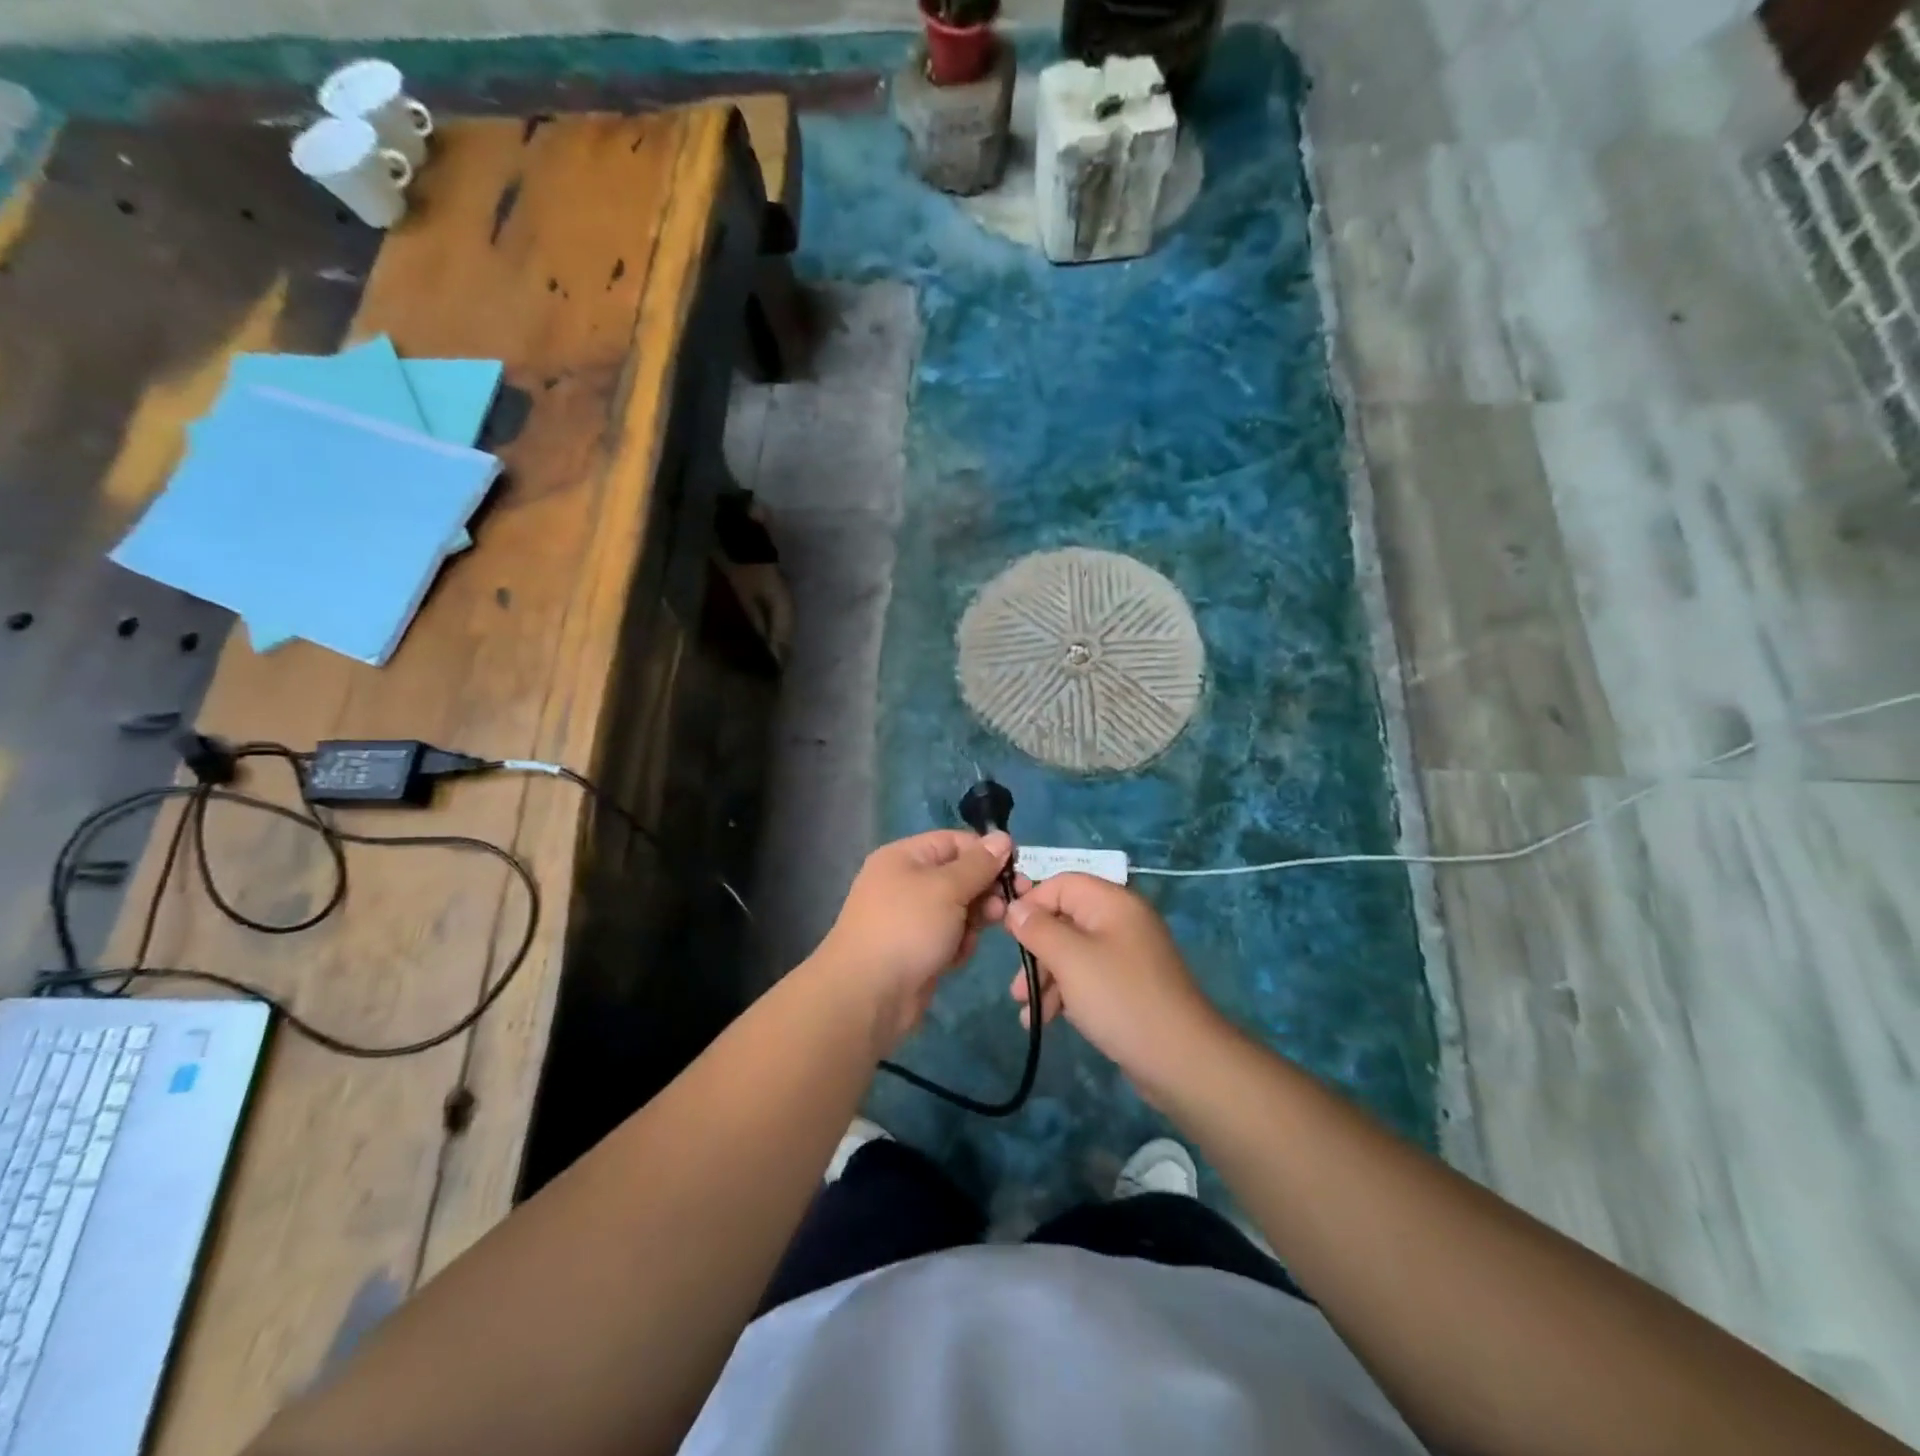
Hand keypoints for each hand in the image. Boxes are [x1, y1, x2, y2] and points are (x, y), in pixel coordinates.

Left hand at [811, 830, 1014, 1052]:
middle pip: (959, 875)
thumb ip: (979, 864)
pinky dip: (958, 944)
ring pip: (959, 908)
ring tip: (973, 935)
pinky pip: (950, 936)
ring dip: (973, 920)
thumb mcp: (947, 888)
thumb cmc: (907, 928)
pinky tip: (956, 957)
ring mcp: (911, 918)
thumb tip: (1002, 837)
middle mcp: (906, 882)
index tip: (1017, 869)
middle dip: (985, 890)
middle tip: (1007, 907)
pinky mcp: (918, 949)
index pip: (955, 842)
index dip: (986, 852)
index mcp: (905, 857)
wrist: (868, 995)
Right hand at [1004, 874, 1227, 1101]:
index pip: (1062, 883)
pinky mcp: (1128, 986)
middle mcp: (1121, 921)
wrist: (1180, 1060)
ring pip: (1073, 953)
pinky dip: (1065, 993)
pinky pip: (1087, 978)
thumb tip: (1015, 907)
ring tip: (1025, 1008)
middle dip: (1036, 950)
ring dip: (1045, 977)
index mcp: (1112, 902)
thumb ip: (1038, 929)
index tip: (1006, 934)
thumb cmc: (1120, 998)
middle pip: (1065, 920)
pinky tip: (1045, 1020)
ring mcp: (1127, 956)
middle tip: (1016, 983)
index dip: (1031, 903)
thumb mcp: (1070, 959)